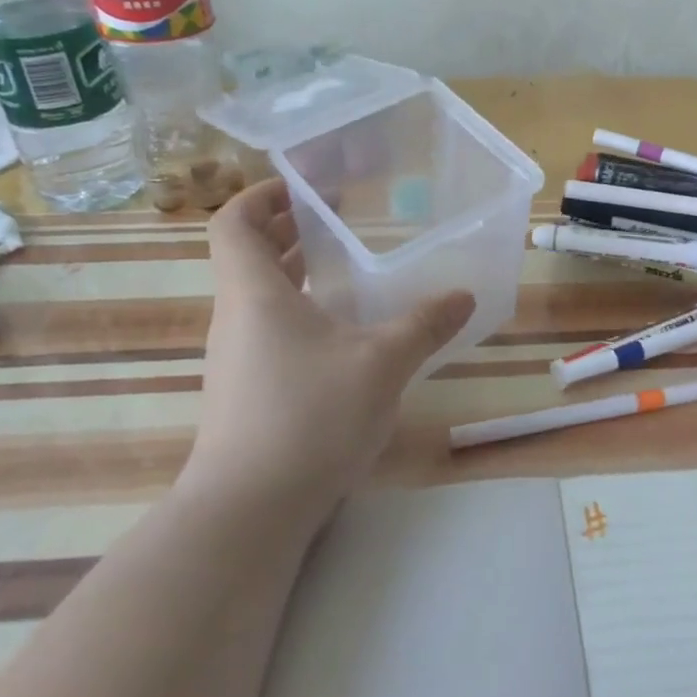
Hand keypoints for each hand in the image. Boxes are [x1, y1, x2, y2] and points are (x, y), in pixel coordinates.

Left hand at [179, 178, 474, 522]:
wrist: (249, 510)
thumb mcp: (381, 363)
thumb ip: (424, 325)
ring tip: (346, 267)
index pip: (233, 223)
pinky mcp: (246, 392)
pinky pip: (269, 331)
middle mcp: (235, 318)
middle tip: (339, 218)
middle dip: (289, 229)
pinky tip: (343, 334)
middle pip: (248, 255)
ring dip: (295, 273)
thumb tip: (463, 295)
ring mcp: (236, 359)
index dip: (261, 196)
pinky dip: (299, 314)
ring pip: (259, 296)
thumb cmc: (309, 416)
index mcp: (254, 293)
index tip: (303, 186)